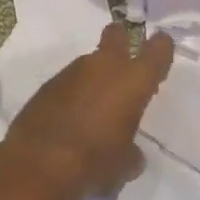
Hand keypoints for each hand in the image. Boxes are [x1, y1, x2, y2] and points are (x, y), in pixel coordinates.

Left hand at [4, 23, 175, 198]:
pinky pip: (68, 82)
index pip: (158, 49)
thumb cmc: (94, 161)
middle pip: (116, 34)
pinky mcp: (47, 85)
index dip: (161, 49)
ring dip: (95, 76)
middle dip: (122, 40)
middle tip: (125, 61)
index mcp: (133, 80)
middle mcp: (104, 66)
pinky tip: (71, 117)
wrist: (39, 164)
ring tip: (95, 106)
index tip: (161, 55)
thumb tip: (130, 154)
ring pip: (90, 61)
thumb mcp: (124, 165)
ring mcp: (72, 72)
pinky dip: (73, 93)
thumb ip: (132, 153)